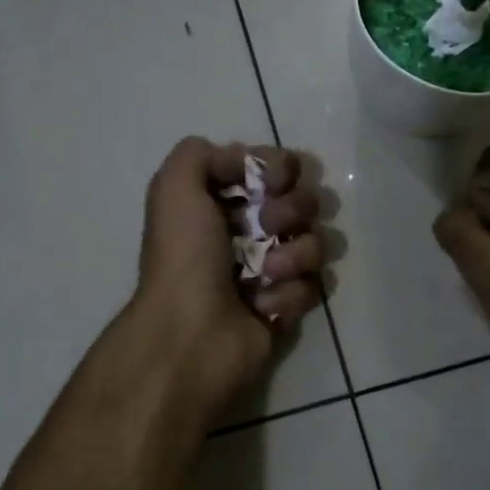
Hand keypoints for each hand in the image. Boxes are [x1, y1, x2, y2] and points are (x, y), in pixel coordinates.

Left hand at [132, 137, 324, 407]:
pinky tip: (261, 306)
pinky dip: (288, 294)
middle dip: (290, 211)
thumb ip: (201, 154)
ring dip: (295, 255)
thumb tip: (244, 161)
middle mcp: (247, 232)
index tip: (274, 180)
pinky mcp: (286, 307)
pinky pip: (313, 286)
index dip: (280, 170)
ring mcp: (270, 271)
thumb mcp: (175, 187)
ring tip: (266, 274)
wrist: (192, 335)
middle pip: (302, 203)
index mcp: (220, 203)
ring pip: (315, 243)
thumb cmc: (184, 257)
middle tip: (267, 227)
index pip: (273, 169)